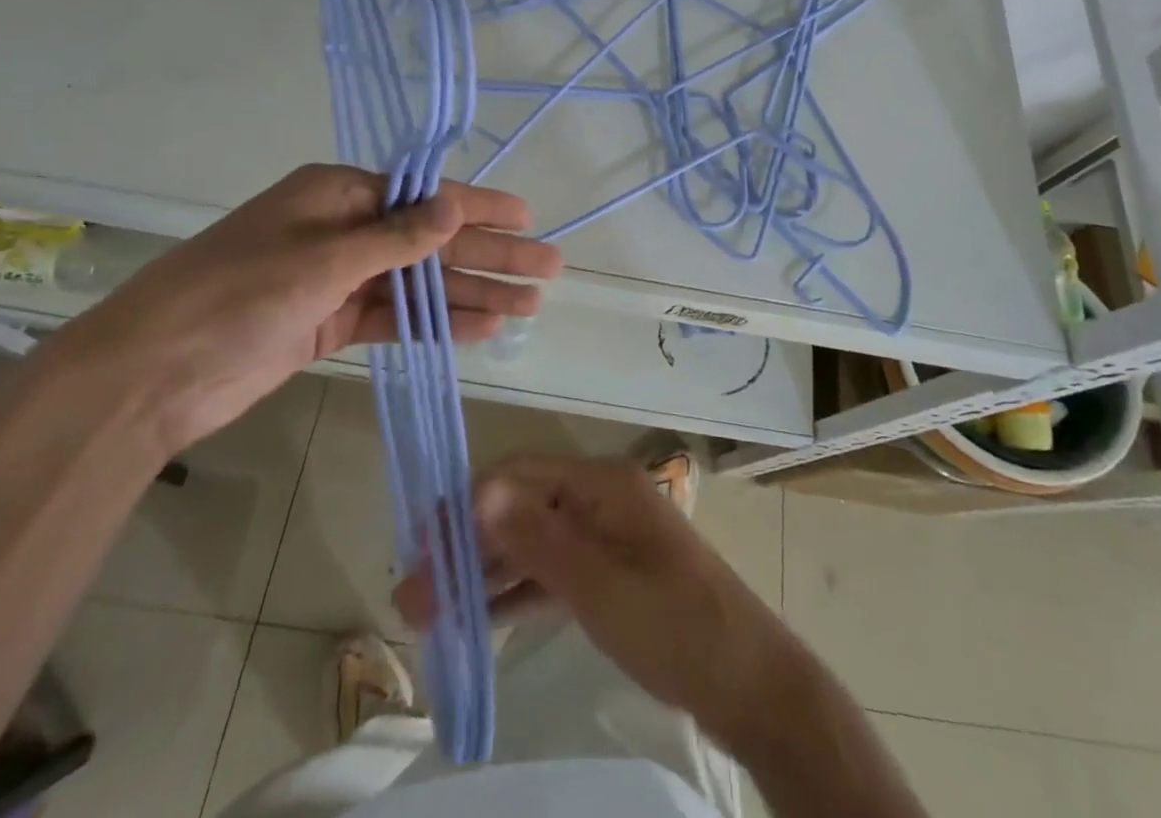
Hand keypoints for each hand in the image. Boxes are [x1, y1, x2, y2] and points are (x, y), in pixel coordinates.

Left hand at [49, 164, 562, 453]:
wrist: (148, 376)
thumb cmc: (234, 297)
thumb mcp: (319, 260)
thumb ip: (394, 238)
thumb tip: (454, 206)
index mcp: (335, 195)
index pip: (424, 197)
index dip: (479, 207)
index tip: (527, 216)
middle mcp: (342, 230)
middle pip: (431, 241)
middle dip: (489, 255)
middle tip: (548, 270)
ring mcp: (336, 279)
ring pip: (419, 283)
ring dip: (472, 293)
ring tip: (528, 306)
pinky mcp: (329, 322)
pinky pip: (395, 317)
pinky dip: (435, 324)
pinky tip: (480, 330)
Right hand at [393, 454, 809, 749]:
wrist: (748, 683)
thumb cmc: (674, 626)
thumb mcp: (599, 586)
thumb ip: (536, 540)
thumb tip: (479, 490)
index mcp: (601, 483)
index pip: (519, 476)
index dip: (467, 505)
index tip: (419, 546)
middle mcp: (600, 498)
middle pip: (521, 508)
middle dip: (467, 545)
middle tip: (411, 593)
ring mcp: (605, 536)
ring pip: (532, 542)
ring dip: (484, 572)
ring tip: (428, 611)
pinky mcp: (609, 572)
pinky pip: (552, 572)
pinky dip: (516, 591)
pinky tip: (477, 616)